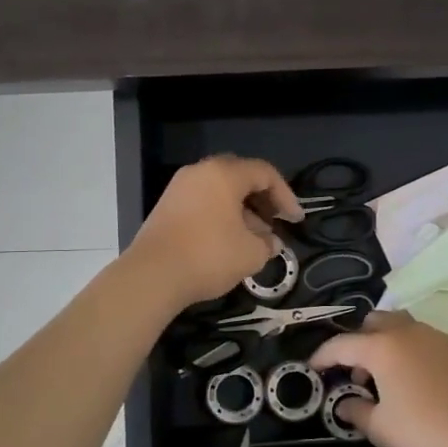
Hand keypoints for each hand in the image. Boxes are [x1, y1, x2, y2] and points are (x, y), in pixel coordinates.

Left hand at [126, 155, 304, 306]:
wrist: (152, 275)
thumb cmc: (209, 256)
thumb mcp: (251, 253)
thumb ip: (268, 243)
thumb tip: (271, 242)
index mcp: (224, 174)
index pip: (264, 173)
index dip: (286, 196)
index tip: (295, 220)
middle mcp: (200, 172)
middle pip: (240, 177)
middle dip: (262, 199)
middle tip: (275, 222)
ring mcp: (179, 188)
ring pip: (220, 190)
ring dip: (242, 209)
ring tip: (254, 238)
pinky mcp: (167, 206)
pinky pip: (203, 202)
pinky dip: (221, 215)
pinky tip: (229, 241)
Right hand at [309, 312, 447, 446]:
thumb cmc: (424, 429)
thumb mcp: (381, 428)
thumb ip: (356, 412)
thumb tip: (346, 405)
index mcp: (381, 347)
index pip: (342, 344)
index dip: (323, 356)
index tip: (314, 367)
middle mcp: (406, 332)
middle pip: (374, 322)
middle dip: (360, 341)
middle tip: (359, 372)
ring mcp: (436, 335)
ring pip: (403, 327)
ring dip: (389, 344)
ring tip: (391, 375)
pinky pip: (428, 342)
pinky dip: (416, 354)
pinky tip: (423, 381)